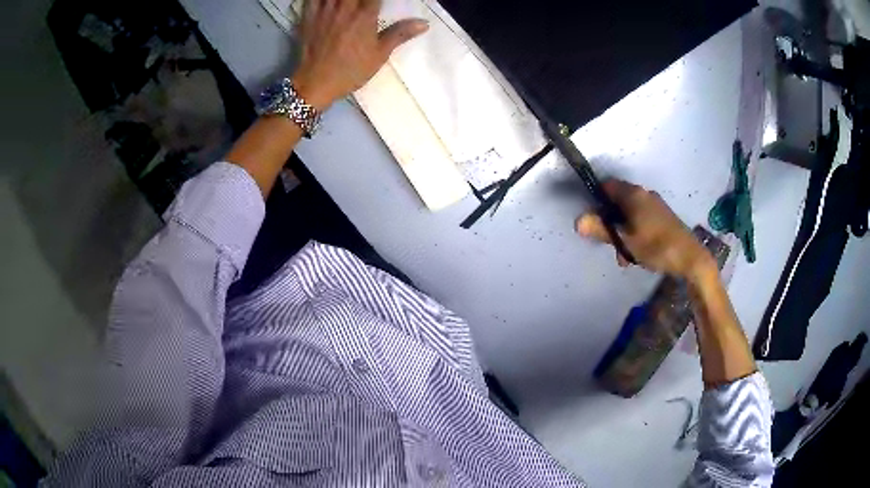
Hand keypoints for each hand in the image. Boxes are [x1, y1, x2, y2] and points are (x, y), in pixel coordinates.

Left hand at [292, 0, 428, 109]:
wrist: (315, 84)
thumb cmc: (350, 71)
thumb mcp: (379, 55)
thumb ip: (400, 34)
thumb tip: (424, 23)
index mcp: (365, 16)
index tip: (379, 2)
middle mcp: (345, 8)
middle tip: (364, 2)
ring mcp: (324, 11)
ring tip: (348, 2)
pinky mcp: (308, 17)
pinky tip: (328, 0)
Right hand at [576, 180, 715, 279]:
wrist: (691, 258)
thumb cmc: (656, 246)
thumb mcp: (625, 241)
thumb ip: (602, 230)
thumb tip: (577, 221)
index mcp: (634, 194)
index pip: (607, 185)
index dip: (596, 199)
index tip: (592, 219)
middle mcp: (644, 194)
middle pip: (618, 201)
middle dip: (610, 222)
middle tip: (610, 245)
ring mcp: (655, 205)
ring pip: (629, 214)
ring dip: (623, 232)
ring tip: (625, 256)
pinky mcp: (663, 217)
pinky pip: (641, 220)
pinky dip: (635, 233)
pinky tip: (638, 253)